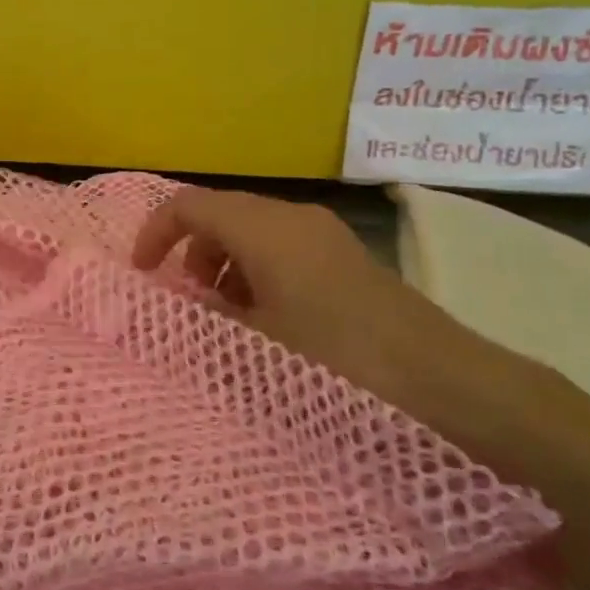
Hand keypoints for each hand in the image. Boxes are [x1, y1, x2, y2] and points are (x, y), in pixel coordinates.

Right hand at [132, 189, 478, 428]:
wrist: (446, 385)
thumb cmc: (336, 360)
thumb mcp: (254, 345)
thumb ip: (201, 320)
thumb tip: (170, 308)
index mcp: (264, 227)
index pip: (188, 204)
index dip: (155, 232)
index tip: (142, 274)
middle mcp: (292, 217)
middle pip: (221, 214)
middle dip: (190, 251)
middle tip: (186, 301)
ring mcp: (324, 236)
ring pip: (252, 232)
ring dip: (223, 264)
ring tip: (225, 316)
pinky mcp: (345, 259)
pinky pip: (282, 249)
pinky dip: (256, 272)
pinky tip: (267, 320)